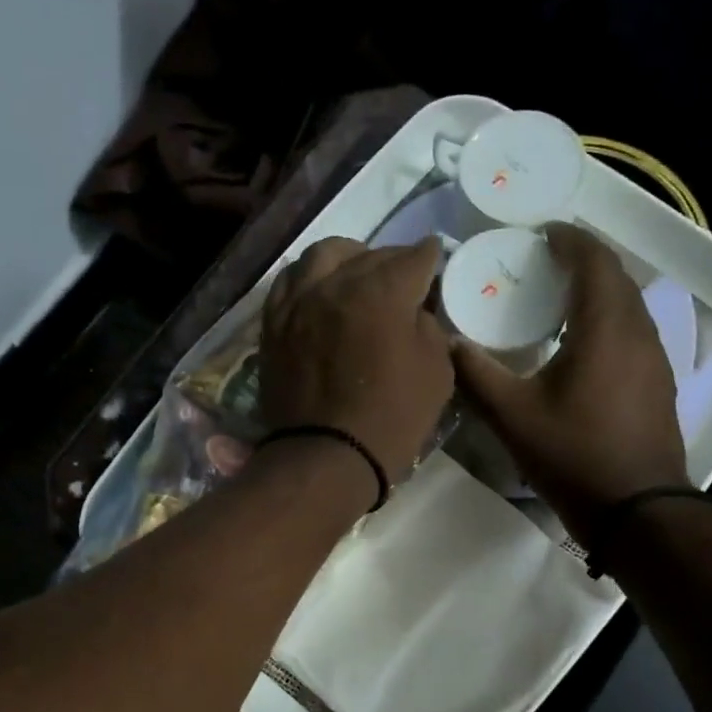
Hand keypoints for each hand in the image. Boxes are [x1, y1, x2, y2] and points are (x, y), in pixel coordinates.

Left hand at [260, 237, 453, 483]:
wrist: (327, 456)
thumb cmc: (392, 419)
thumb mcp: (437, 371)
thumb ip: (428, 327)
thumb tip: (414, 309)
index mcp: (381, 291)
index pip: (413, 258)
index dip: (429, 258)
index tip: (434, 259)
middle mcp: (335, 284)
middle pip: (369, 255)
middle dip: (392, 261)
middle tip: (403, 276)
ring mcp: (298, 301)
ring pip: (322, 256)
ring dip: (347, 258)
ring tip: (355, 273)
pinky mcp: (274, 323)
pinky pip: (289, 282)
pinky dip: (309, 277)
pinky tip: (318, 288)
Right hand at [452, 223, 687, 535]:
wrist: (636, 510)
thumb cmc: (573, 454)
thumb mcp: (511, 416)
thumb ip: (476, 374)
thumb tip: (447, 343)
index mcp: (605, 327)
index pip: (594, 260)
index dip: (569, 239)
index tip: (540, 234)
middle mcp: (638, 331)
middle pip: (615, 277)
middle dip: (582, 260)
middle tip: (542, 263)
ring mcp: (655, 358)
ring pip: (628, 305)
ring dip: (596, 290)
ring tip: (557, 299)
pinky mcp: (658, 383)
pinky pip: (632, 331)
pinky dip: (606, 319)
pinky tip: (580, 344)